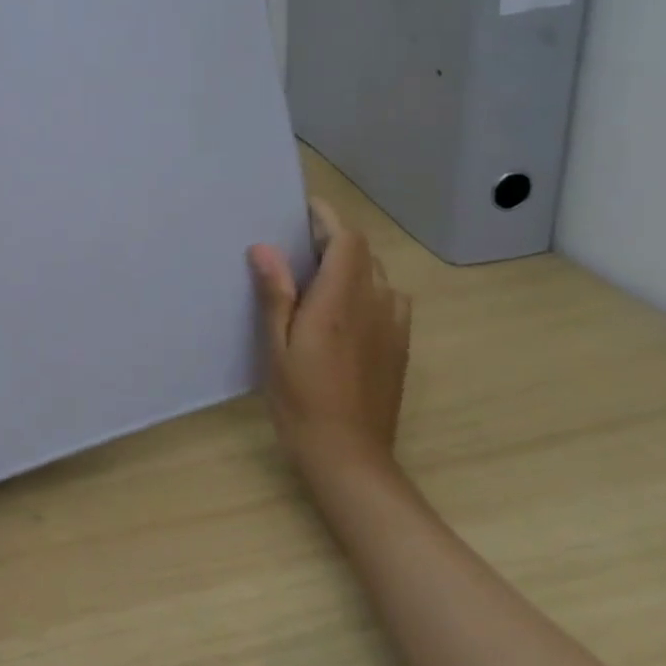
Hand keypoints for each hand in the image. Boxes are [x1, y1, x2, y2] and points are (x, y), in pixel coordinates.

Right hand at [248, 199, 411, 484]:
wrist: (350, 457)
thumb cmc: (301, 401)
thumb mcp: (276, 348)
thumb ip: (275, 294)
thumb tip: (264, 247)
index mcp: (340, 302)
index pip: (346, 241)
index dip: (328, 218)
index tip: (303, 208)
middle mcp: (374, 305)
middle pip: (363, 254)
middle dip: (334, 239)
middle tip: (297, 244)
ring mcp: (393, 327)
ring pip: (378, 276)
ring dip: (352, 264)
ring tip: (319, 274)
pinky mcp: (400, 346)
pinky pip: (388, 300)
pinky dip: (367, 289)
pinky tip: (343, 309)